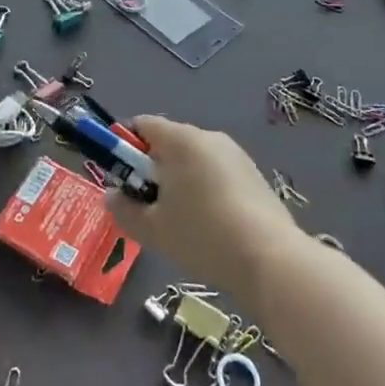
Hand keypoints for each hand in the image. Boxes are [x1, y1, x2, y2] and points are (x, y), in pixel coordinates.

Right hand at [104, 116, 300, 296]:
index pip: (142, 124)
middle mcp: (208, 137)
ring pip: (194, 160)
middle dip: (152, 169)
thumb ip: (123, 209)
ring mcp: (236, 155)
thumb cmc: (203, 236)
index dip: (124, 147)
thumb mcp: (152, 229)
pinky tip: (209, 227)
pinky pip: (217, 174)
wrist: (272, 261)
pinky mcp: (254, 176)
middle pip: (168, 142)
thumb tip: (112, 196)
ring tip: (180, 222)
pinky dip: (205, 191)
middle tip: (148, 206)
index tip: (123, 179)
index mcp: (180, 140)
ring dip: (179, 181)